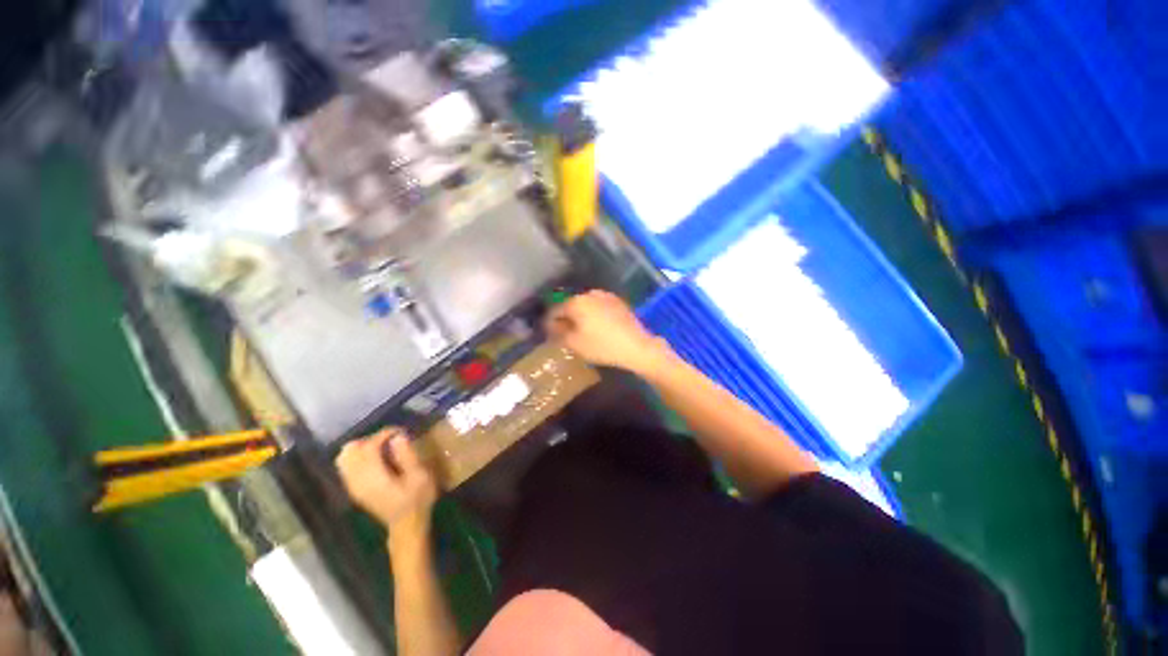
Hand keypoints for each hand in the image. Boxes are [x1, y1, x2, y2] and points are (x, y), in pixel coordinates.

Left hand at [336, 429, 437, 533]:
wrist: (407, 525)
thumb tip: (397, 437)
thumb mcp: (419, 476)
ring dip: (362, 448)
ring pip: (345, 459)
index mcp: (374, 478)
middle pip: (351, 451)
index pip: (369, 448)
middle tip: (391, 439)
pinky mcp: (355, 490)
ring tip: (383, 447)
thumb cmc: (417, 499)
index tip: (400, 431)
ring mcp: (354, 486)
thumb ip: (407, 455)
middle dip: (371, 439)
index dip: (383, 434)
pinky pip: (347, 467)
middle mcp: (358, 481)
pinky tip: (375, 459)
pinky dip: (358, 457)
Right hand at [544, 290, 672, 374]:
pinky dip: (594, 315)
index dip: (549, 322)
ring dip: (580, 316)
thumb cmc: (602, 346)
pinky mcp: (618, 302)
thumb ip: (558, 333)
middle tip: (564, 334)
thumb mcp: (575, 343)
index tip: (548, 334)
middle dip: (565, 318)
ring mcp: (606, 296)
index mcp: (576, 302)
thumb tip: (552, 326)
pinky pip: (599, 307)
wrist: (636, 346)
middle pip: (571, 305)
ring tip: (581, 331)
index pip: (555, 310)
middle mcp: (590, 294)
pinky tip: (597, 327)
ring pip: (585, 305)